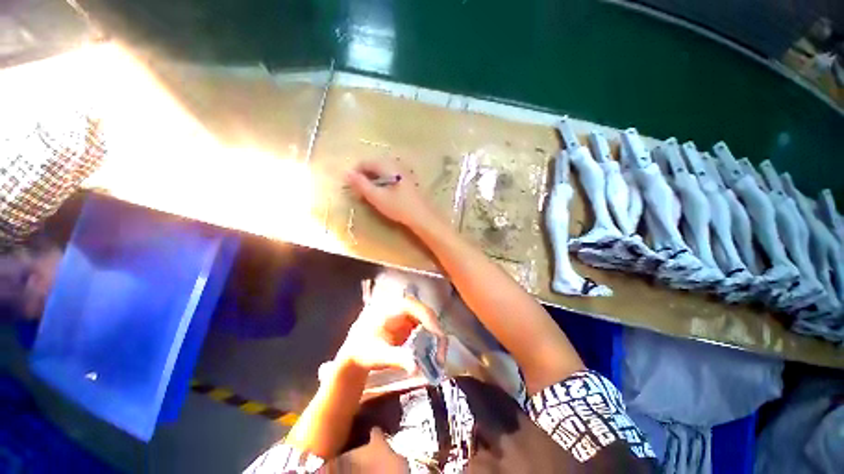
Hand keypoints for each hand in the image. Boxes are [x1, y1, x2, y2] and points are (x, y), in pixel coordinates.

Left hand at [335, 294, 444, 373]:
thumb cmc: (363, 350)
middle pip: (428, 316)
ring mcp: (409, 316)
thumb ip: (396, 358)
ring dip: (436, 340)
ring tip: (438, 360)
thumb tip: (416, 367)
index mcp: (395, 307)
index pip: (421, 310)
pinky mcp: (412, 325)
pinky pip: (427, 332)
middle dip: (437, 335)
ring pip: (430, 324)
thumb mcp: (377, 355)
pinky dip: (431, 344)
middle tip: (441, 358)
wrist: (356, 353)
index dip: (433, 324)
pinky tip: (432, 357)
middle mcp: (405, 307)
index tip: (439, 344)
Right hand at [345, 160, 437, 228]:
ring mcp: (405, 170)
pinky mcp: (410, 178)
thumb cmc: (399, 207)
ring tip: (370, 193)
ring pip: (383, 170)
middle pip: (374, 164)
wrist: (423, 216)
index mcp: (388, 165)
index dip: (355, 173)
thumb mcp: (377, 197)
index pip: (365, 162)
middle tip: (359, 190)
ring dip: (374, 179)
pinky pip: (391, 174)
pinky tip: (385, 193)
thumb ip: (361, 184)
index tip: (350, 186)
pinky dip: (384, 181)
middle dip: (365, 175)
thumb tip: (347, 173)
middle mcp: (397, 163)